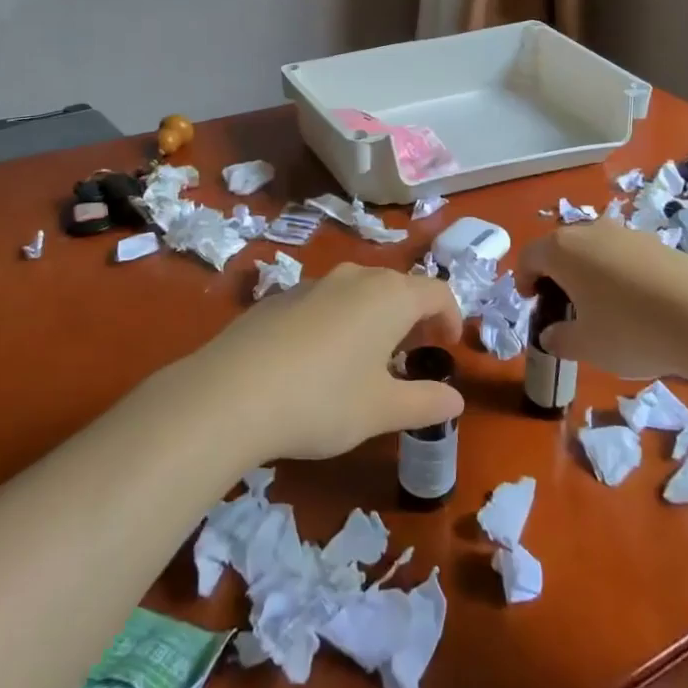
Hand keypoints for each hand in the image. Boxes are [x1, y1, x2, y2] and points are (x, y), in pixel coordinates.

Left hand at [188, 263, 465, 461]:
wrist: (231, 392)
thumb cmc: (323, 399)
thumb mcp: (382, 410)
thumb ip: (425, 402)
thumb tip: (456, 398)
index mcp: (389, 296)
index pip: (437, 292)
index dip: (450, 317)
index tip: (448, 347)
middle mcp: (354, 277)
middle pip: (397, 287)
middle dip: (413, 317)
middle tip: (412, 355)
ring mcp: (312, 283)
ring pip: (358, 292)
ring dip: (374, 318)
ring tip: (367, 360)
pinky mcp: (279, 298)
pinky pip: (324, 302)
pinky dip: (338, 321)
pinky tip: (318, 361)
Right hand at [524, 220, 687, 380]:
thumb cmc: (631, 330)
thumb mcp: (586, 346)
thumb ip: (560, 339)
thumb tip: (552, 334)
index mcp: (563, 249)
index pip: (529, 256)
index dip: (524, 280)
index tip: (532, 303)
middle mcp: (591, 232)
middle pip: (562, 247)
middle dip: (557, 274)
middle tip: (563, 306)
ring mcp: (627, 234)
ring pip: (595, 249)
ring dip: (589, 272)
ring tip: (601, 307)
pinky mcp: (658, 244)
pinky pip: (625, 256)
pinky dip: (620, 274)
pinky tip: (636, 305)